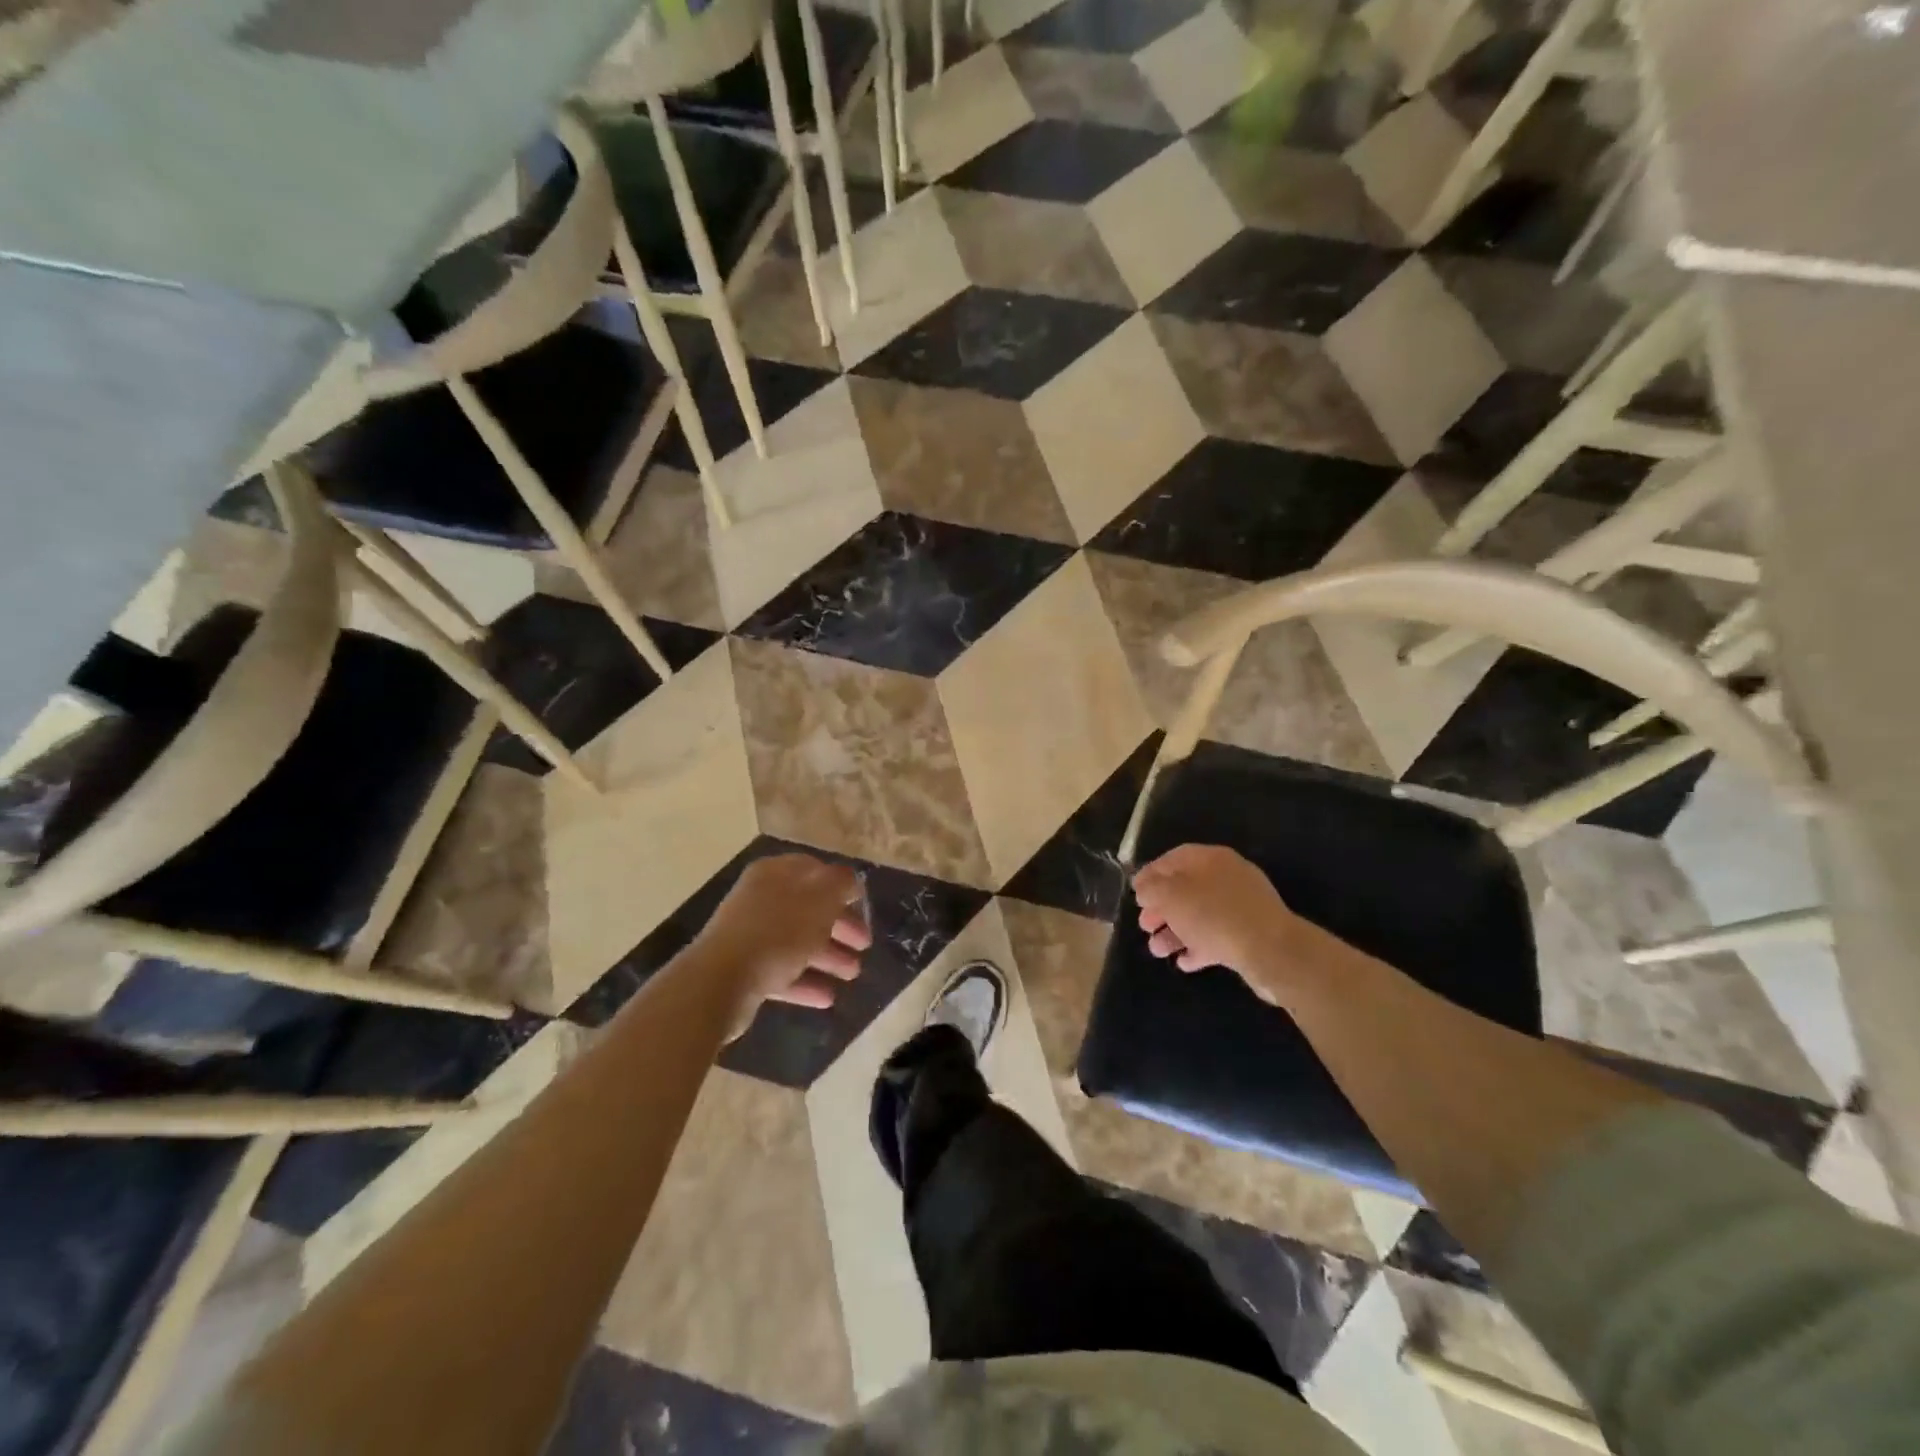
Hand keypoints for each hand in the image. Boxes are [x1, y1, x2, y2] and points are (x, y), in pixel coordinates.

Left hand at [694, 854, 871, 1035]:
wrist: (721, 981)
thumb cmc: (778, 930)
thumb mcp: (821, 898)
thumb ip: (841, 883)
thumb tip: (849, 882)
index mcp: (775, 874)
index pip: (815, 872)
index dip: (842, 887)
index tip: (863, 905)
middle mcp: (761, 900)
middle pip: (808, 909)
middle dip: (839, 927)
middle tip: (864, 945)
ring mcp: (751, 936)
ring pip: (798, 942)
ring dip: (828, 957)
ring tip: (852, 974)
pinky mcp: (745, 971)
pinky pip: (783, 973)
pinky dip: (806, 982)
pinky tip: (828, 997)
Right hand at [1132, 844, 1308, 1006]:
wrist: (1271, 952)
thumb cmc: (1214, 915)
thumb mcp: (1171, 896)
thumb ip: (1152, 888)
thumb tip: (1145, 887)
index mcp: (1211, 859)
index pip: (1174, 858)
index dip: (1151, 873)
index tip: (1134, 892)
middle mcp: (1227, 878)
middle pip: (1185, 889)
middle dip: (1161, 908)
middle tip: (1144, 925)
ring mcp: (1241, 907)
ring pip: (1199, 916)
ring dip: (1174, 932)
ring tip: (1158, 951)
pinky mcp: (1249, 935)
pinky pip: (1216, 937)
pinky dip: (1197, 947)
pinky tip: (1184, 962)